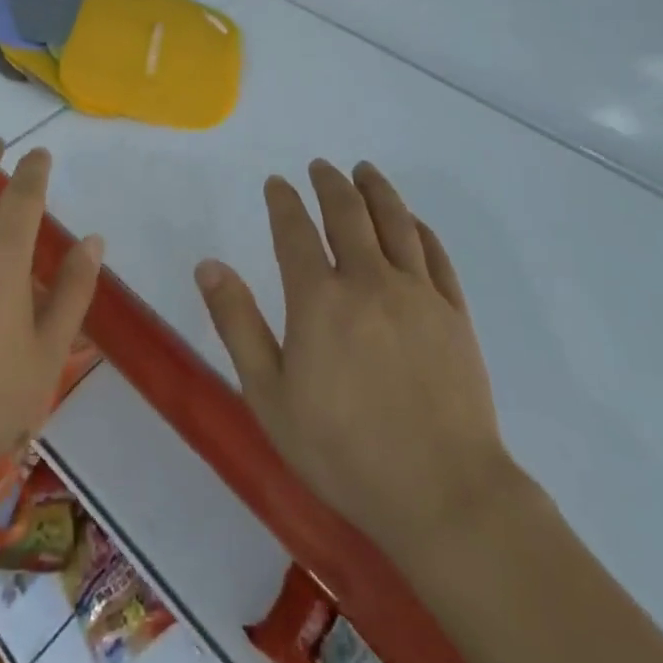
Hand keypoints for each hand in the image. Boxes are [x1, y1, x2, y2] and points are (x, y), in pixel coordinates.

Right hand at [195, 160, 523, 560]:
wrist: (444, 495)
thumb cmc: (344, 452)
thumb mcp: (270, 395)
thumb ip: (237, 324)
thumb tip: (207, 264)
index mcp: (319, 299)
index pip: (295, 230)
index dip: (283, 201)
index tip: (277, 183)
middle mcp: (368, 281)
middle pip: (348, 213)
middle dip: (330, 183)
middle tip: (321, 166)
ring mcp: (417, 294)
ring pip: (395, 222)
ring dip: (376, 190)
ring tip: (364, 170)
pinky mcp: (454, 313)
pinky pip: (435, 253)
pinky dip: (418, 227)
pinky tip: (410, 219)